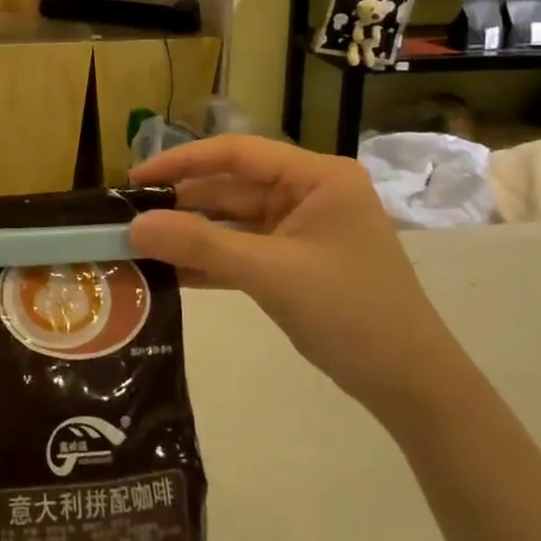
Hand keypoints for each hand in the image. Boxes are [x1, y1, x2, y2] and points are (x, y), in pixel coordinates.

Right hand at [126, 136, 469, 425]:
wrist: (412, 387)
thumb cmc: (350, 313)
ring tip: (139, 244)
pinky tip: (169, 271)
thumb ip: (201, 244)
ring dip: (191, 234)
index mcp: (316, 177)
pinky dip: (210, 260)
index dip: (182, 161)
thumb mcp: (271, 273)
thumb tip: (134, 226)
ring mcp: (302, 229)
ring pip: (233, 221)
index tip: (136, 178)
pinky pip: (243, 250)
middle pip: (232, 187)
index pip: (237, 153)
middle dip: (182, 204)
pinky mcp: (295, 262)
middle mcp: (309, 193)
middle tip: (128, 218)